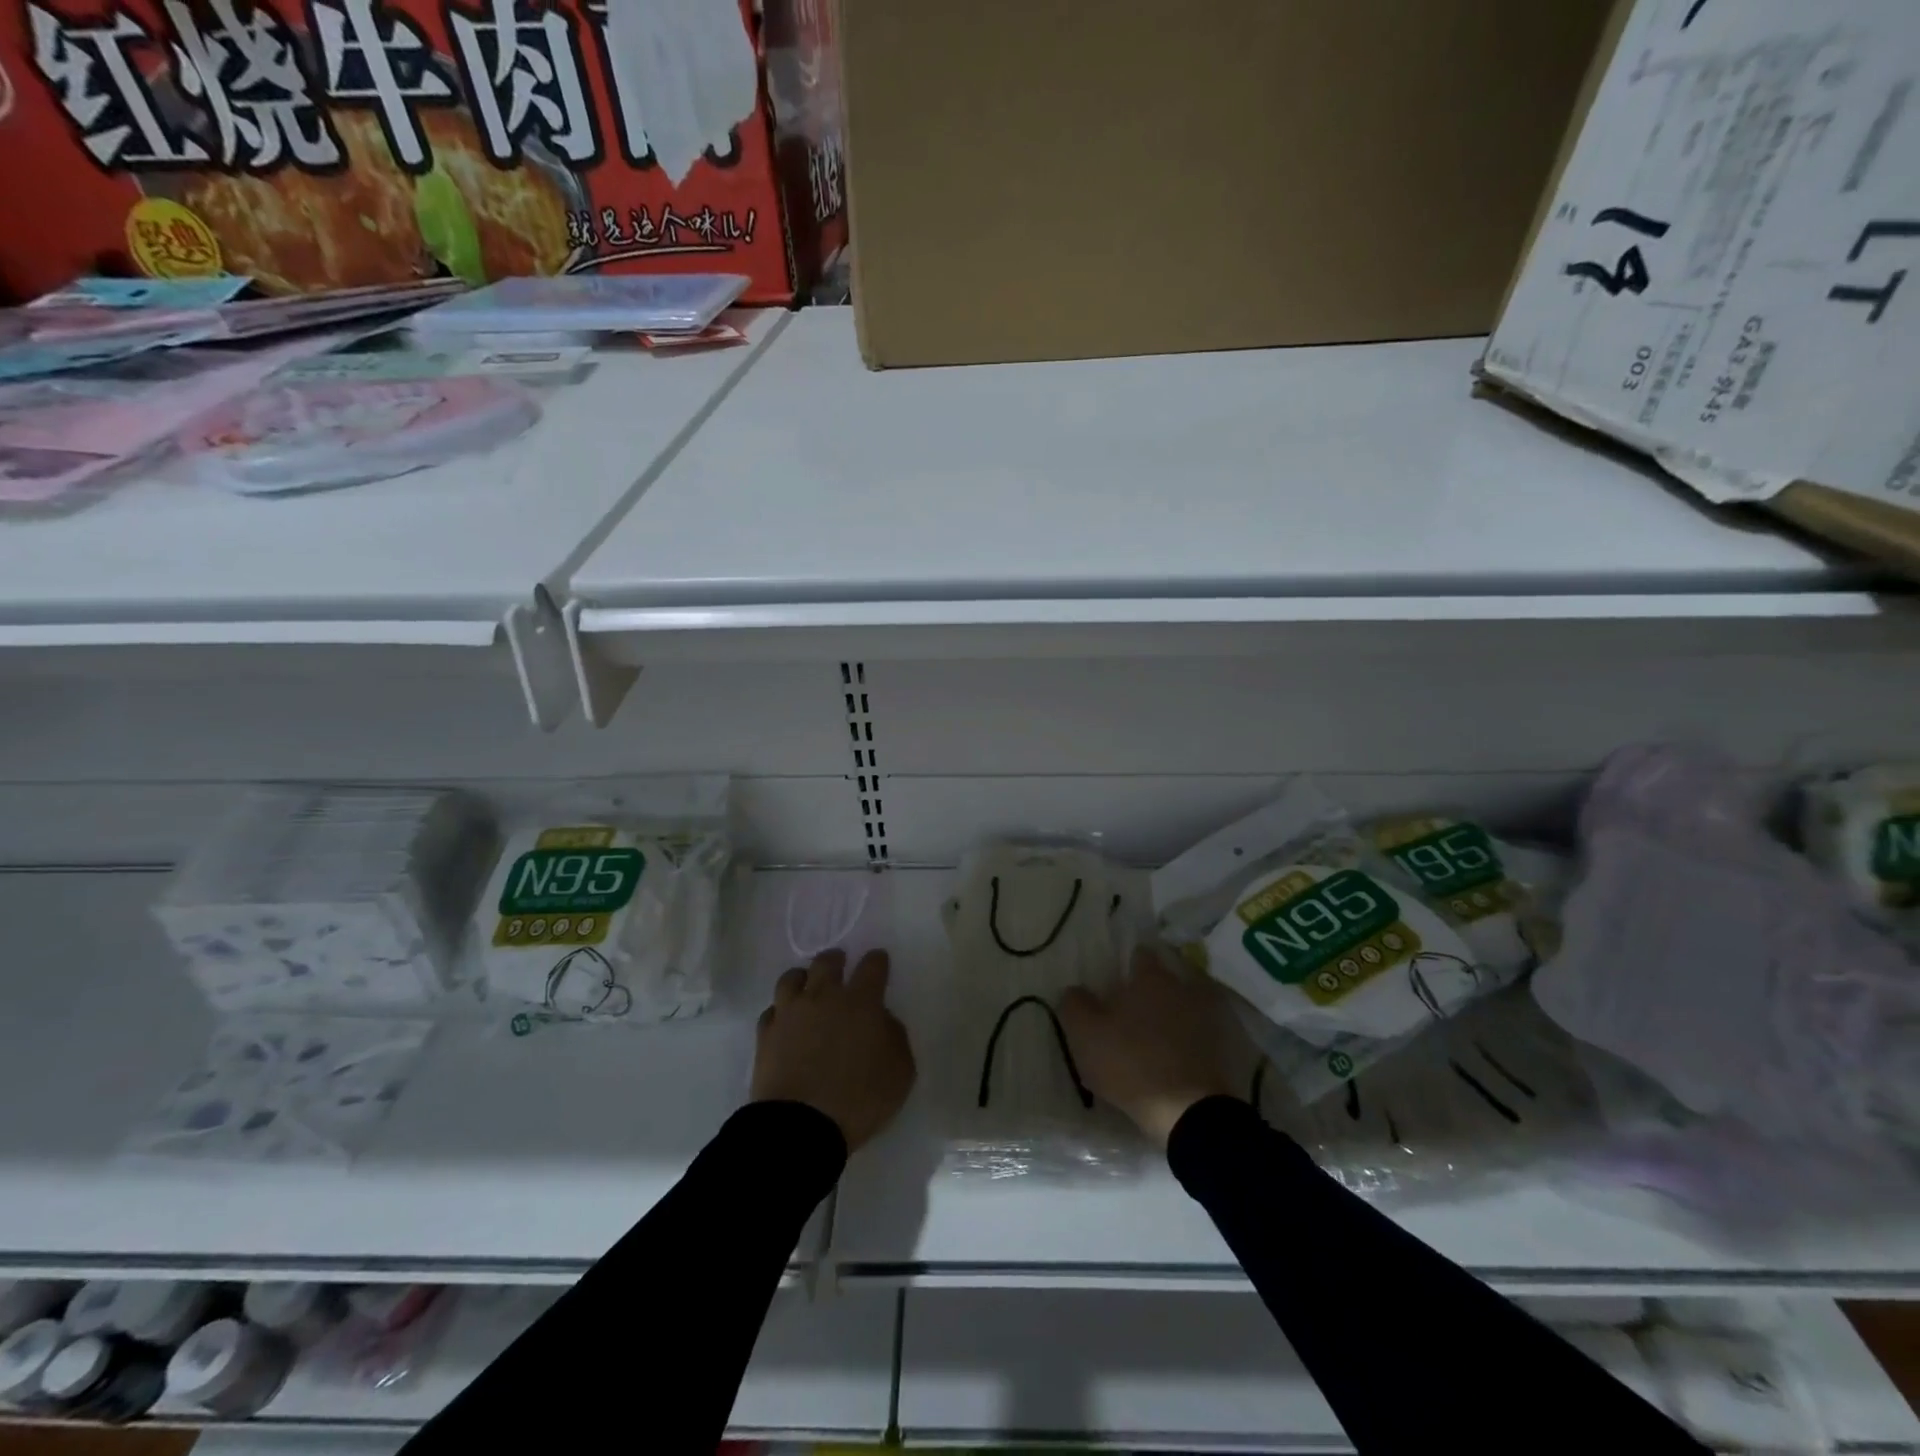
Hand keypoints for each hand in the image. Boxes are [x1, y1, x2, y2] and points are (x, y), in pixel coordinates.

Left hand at [752, 949, 915, 1152]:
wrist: (800, 1126)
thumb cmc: (859, 1099)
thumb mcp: (900, 1071)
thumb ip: (895, 1037)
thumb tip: (882, 1020)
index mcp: (861, 1002)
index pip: (872, 966)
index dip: (877, 960)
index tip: (879, 960)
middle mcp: (824, 997)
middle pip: (827, 962)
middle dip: (836, 959)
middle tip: (840, 964)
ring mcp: (790, 1013)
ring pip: (792, 978)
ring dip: (803, 977)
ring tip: (807, 985)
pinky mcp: (765, 1034)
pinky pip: (772, 1011)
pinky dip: (781, 1011)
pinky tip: (785, 1021)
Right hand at [1060, 946, 1241, 1147]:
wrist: (1190, 1111)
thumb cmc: (1131, 1063)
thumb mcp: (1086, 1035)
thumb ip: (1075, 1005)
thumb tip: (1074, 989)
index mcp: (1150, 978)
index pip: (1140, 955)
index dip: (1128, 965)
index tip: (1118, 981)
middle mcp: (1183, 986)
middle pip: (1167, 976)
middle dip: (1153, 986)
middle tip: (1136, 1006)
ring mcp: (1209, 1014)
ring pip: (1187, 1001)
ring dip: (1176, 1009)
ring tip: (1159, 1030)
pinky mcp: (1224, 1044)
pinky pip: (1204, 1028)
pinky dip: (1194, 1033)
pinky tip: (1180, 1049)